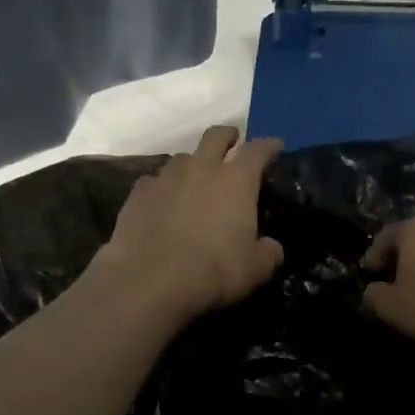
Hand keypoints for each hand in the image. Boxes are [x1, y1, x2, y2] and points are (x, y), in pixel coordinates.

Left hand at [92, 126, 285, 322]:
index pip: (257, 151)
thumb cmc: (213, 270)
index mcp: (236, 181)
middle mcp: (201, 168)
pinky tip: (162, 202)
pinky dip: (162, 188)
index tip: (275, 145)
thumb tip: (271, 247)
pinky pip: (154, 181)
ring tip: (195, 178)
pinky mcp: (138, 193)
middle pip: (215, 137)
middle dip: (227, 136)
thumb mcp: (255, 269)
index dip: (269, 146)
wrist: (150, 278)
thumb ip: (267, 252)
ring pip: (182, 158)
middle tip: (232, 141)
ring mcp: (166, 178)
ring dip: (192, 164)